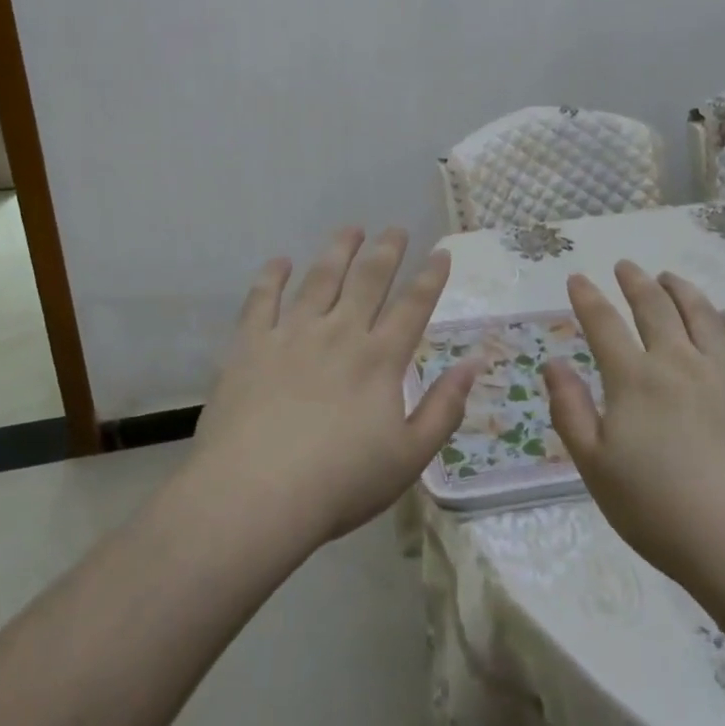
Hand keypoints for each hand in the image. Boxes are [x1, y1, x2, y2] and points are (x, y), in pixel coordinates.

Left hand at [188, 226, 477, 550]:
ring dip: (338, 250)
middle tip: (395, 229)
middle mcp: (340, 333)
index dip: (430, 277)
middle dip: (386, 250)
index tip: (440, 252)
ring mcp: (292, 334)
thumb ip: (444, 407)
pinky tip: (280, 261)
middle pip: (368, 279)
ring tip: (350, 229)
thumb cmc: (339, 483)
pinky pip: (261, 299)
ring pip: (320, 278)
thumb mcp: (409, 457)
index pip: (413, 306)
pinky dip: (272, 276)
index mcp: (380, 359)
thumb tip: (473, 363)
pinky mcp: (251, 344)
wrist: (255, 496)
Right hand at [542, 261, 724, 591]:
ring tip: (669, 277)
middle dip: (635, 282)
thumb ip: (569, 411)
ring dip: (681, 290)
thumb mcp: (596, 469)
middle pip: (655, 307)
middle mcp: (680, 362)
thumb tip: (552, 363)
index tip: (578, 277)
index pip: (604, 324)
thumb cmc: (664, 513)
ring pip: (702, 314)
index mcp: (635, 379)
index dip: (588, 297)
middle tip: (626, 266)